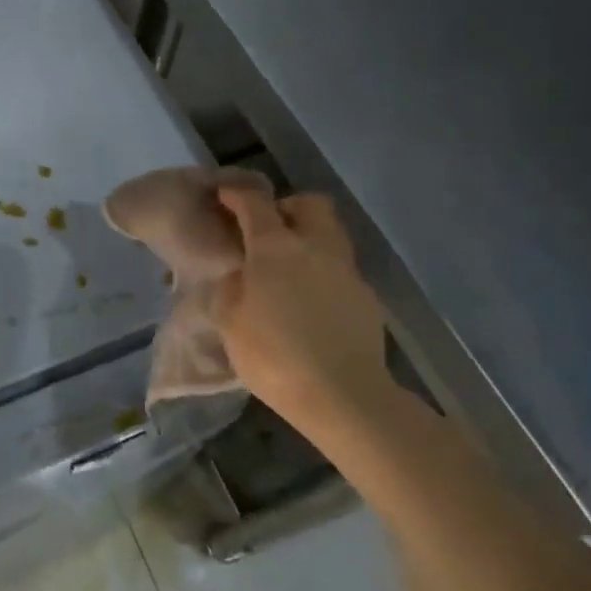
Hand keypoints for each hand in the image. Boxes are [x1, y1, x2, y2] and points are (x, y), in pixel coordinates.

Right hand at [213, 189, 388, 438]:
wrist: (344, 395)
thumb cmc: (274, 355)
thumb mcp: (230, 322)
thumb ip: (230, 287)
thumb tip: (239, 272)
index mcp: (275, 247)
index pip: (254, 203)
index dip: (236, 194)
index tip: (224, 196)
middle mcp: (315, 247)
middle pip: (308, 204)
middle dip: (286, 208)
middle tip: (267, 231)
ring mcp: (346, 270)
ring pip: (330, 234)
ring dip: (308, 238)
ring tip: (288, 267)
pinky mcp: (366, 297)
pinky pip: (340, 269)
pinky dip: (323, 272)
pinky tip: (310, 301)